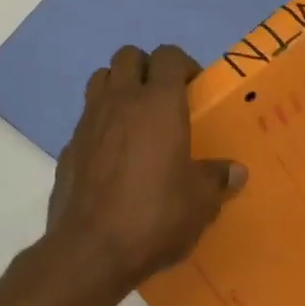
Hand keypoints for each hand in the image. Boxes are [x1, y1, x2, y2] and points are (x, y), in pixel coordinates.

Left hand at [44, 45, 245, 293]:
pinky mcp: (69, 145)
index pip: (169, 55)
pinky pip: (87, 117)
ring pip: (101, 78)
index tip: (194, 90)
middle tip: (164, 98)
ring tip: (135, 117)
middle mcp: (121, 100)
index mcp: (159, 104)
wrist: (90, 249)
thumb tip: (235, 171)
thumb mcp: (200, 203)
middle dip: (147, 68)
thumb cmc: (154, 216)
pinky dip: (100, 122)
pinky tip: (112, 154)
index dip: (184, 65)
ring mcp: (89, 120)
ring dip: (119, 86)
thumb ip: (217, 179)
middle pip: (128, 56)